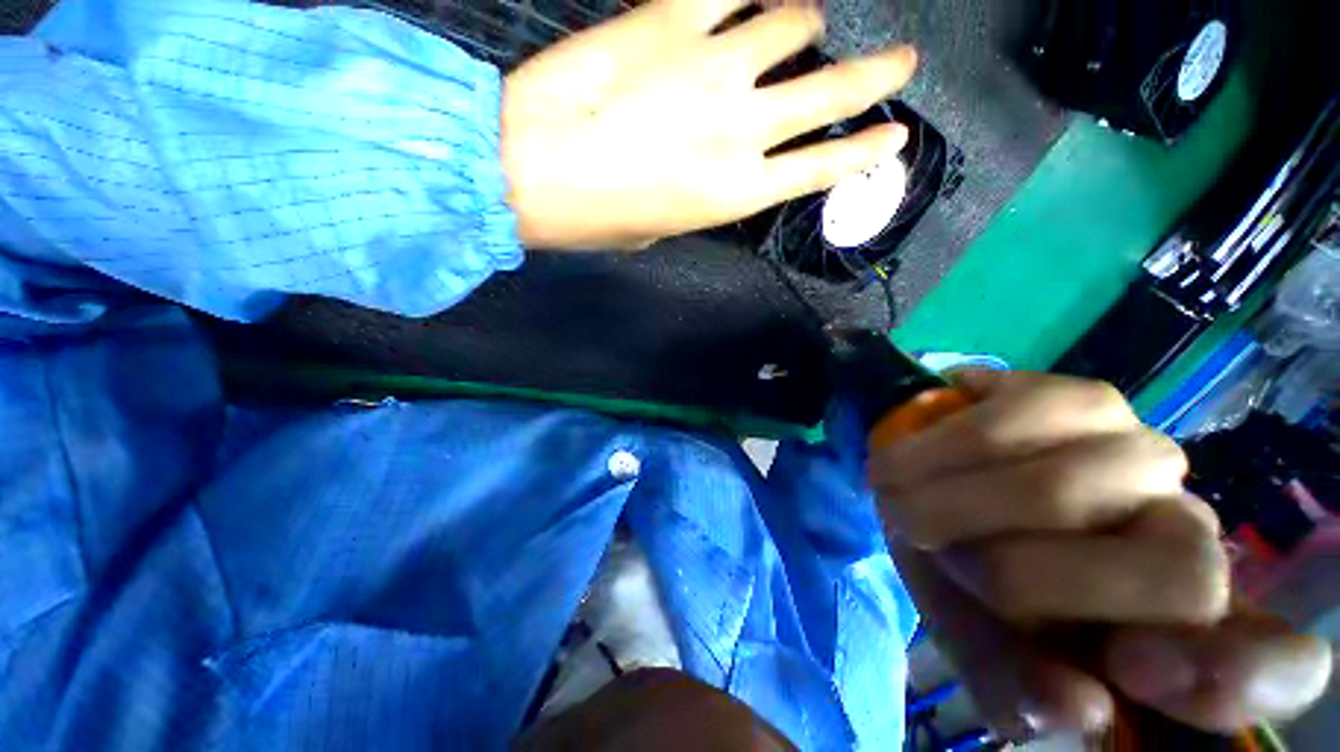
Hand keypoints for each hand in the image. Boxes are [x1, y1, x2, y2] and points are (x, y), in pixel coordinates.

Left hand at [501, 0, 916, 249]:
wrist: (529, 171)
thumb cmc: (595, 218)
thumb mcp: (661, 227)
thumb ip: (697, 196)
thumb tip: (714, 169)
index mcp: (736, 194)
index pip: (824, 167)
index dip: (866, 149)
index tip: (896, 133)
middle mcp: (742, 129)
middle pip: (835, 89)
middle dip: (878, 72)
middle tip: (901, 59)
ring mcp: (714, 65)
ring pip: (794, 20)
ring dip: (803, 21)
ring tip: (796, 23)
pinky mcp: (672, 16)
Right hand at [870, 372, 1332, 736]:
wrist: (922, 482)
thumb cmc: (960, 570)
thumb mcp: (980, 638)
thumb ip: (1021, 684)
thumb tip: (1079, 709)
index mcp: (1179, 624)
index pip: (1276, 662)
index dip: (1234, 674)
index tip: (1138, 670)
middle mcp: (1191, 531)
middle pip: (1176, 573)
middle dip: (1021, 578)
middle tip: (943, 558)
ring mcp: (1142, 451)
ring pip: (1064, 492)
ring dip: (956, 509)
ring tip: (904, 506)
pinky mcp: (1077, 397)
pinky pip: (1004, 427)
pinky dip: (937, 454)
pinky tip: (907, 462)